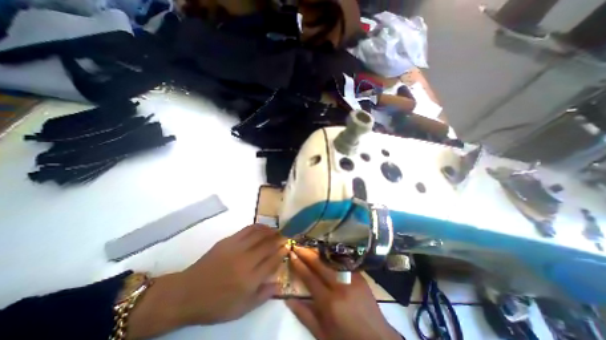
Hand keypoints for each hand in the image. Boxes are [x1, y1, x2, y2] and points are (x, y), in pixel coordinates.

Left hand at [127, 225, 286, 338]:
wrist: (188, 293)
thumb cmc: (216, 304)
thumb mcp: (241, 308)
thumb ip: (263, 295)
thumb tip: (280, 284)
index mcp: (250, 279)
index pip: (273, 260)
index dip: (282, 252)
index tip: (288, 246)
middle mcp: (246, 261)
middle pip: (269, 245)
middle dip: (280, 239)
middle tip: (286, 235)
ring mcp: (237, 248)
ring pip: (260, 234)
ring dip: (271, 230)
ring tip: (277, 229)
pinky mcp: (229, 240)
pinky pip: (247, 229)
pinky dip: (258, 226)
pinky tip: (263, 227)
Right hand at [285, 245, 400, 339]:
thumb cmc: (346, 339)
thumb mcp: (322, 334)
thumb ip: (304, 315)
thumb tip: (288, 299)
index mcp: (329, 303)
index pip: (309, 278)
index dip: (299, 265)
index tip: (291, 254)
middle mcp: (340, 286)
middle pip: (320, 264)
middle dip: (307, 253)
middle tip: (297, 245)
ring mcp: (352, 278)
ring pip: (331, 260)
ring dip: (318, 252)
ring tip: (309, 246)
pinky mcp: (360, 276)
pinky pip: (343, 262)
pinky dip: (331, 257)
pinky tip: (325, 252)